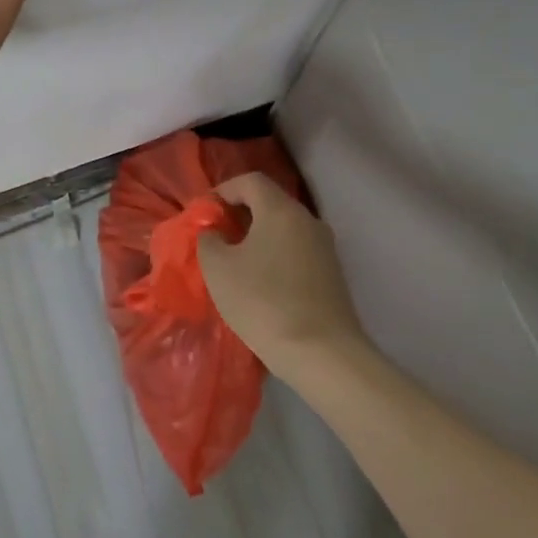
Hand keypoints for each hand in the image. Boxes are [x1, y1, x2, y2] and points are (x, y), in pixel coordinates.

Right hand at [197, 173, 368, 378]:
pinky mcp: (333, 274)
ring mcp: (325, 248)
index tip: (204, 213)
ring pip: (284, 228)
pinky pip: (296, 251)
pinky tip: (261, 284)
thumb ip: (209, 240)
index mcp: (280, 210)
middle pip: (269, 202)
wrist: (323, 355)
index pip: (250, 181)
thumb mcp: (218, 269)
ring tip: (235, 263)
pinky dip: (275, 256)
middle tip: (216, 237)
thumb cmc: (264, 303)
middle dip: (239, 214)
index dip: (223, 190)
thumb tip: (215, 233)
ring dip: (258, 237)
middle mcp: (307, 220)